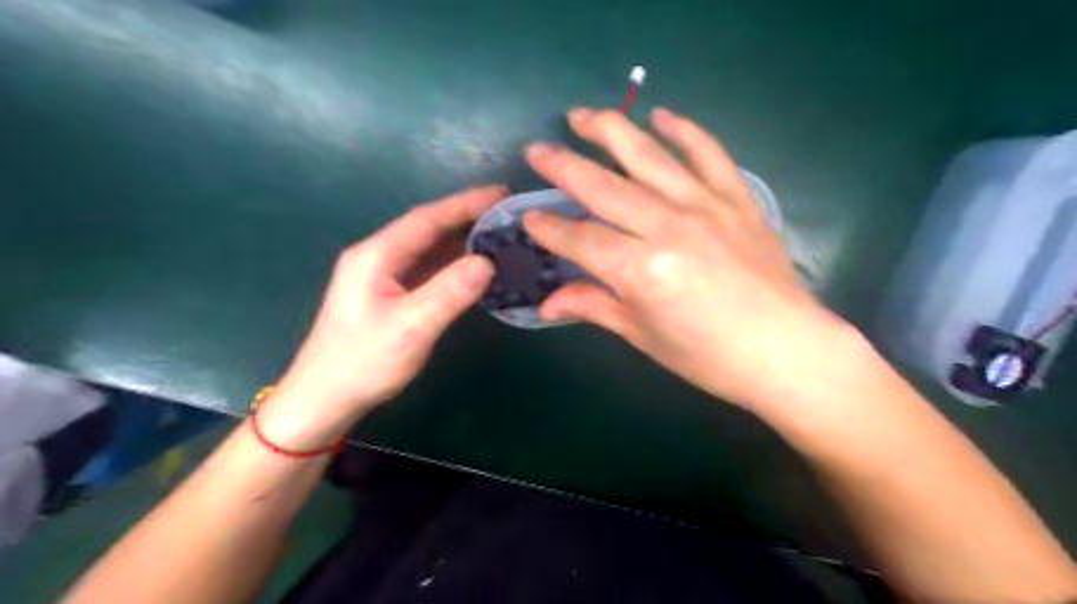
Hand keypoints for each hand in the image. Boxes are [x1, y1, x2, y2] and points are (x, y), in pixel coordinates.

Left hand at [264, 187, 509, 450]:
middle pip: (428, 229)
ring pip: (429, 249)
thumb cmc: (363, 362)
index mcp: (377, 255)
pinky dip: (453, 264)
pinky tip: (475, 267)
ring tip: (499, 235)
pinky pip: (427, 269)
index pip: (427, 219)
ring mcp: (383, 277)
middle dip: (467, 217)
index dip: (465, 203)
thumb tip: (487, 262)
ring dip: (462, 240)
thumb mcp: (410, 327)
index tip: (501, 194)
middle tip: (506, 213)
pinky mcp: (390, 295)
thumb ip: (449, 292)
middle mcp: (378, 257)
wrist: (325, 399)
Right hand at [524, 106, 858, 411]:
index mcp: (642, 271)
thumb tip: (547, 302)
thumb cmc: (709, 356)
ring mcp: (707, 206)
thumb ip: (594, 306)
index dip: (550, 230)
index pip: (581, 240)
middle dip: (563, 167)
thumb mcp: (644, 336)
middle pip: (604, 187)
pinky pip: (708, 153)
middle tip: (536, 151)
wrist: (787, 350)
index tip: (528, 219)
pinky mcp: (737, 198)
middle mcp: (669, 227)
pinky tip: (661, 115)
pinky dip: (684, 130)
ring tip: (581, 115)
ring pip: (649, 156)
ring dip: (611, 131)